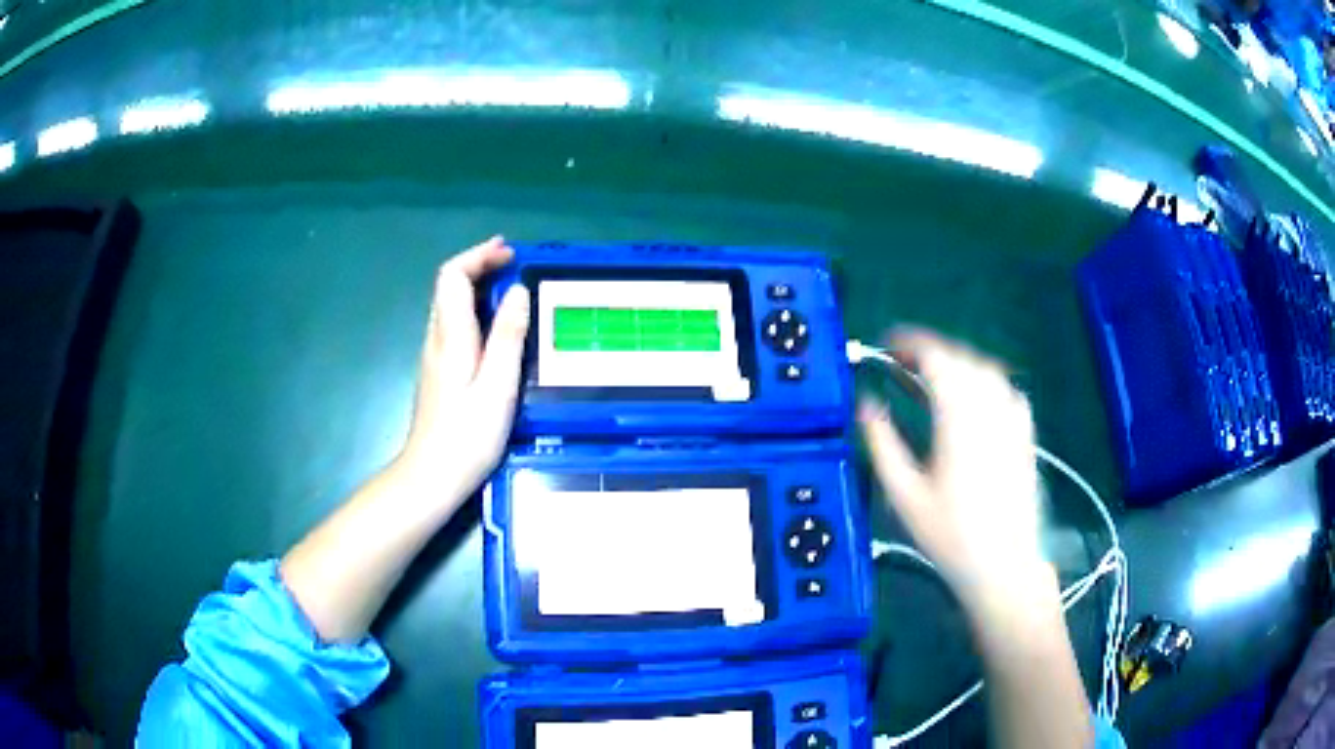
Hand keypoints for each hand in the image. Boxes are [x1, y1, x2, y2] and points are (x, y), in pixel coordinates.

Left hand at [397, 236, 529, 495]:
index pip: (453, 276)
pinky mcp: (439, 372)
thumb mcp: (498, 386)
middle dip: (479, 265)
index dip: (478, 256)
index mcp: (451, 336)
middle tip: (514, 263)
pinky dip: (475, 310)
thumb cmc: (467, 436)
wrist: (431, 476)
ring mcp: (435, 356)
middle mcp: (437, 338)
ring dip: (477, 286)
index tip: (510, 254)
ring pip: (450, 304)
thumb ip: (508, 337)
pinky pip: (455, 325)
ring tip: (510, 288)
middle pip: (448, 285)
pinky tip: (496, 327)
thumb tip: (517, 292)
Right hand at [858, 330, 1054, 620]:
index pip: (937, 357)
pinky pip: (1006, 390)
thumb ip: (882, 443)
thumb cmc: (950, 535)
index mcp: (960, 416)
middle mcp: (991, 407)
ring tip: (933, 380)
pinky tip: (974, 402)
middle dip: (930, 353)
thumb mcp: (905, 495)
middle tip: (902, 365)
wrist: (1004, 565)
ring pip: (986, 370)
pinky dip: (985, 383)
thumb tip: (866, 404)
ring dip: (957, 365)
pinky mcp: (1026, 434)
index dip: (910, 343)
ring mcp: (1013, 419)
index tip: (887, 346)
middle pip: (961, 358)